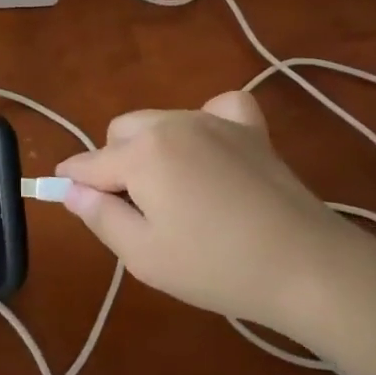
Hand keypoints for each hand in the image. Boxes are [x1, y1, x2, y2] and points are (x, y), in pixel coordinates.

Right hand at [55, 92, 375, 348]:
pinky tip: (213, 152)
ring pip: (160, 121)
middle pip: (120, 132)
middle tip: (137, 211)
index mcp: (140, 153)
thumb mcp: (143, 255)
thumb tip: (70, 189)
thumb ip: (99, 216)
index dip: (72, 183)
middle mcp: (170, 123)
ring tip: (177, 194)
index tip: (69, 199)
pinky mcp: (249, 127)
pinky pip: (215, 108)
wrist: (306, 265)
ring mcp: (213, 119)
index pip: (87, 163)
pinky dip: (205, 124)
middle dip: (115, 164)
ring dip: (153, 148)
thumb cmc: (215, 267)